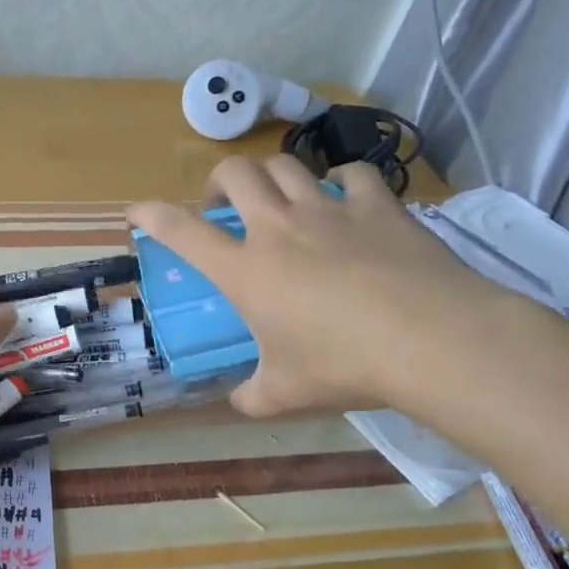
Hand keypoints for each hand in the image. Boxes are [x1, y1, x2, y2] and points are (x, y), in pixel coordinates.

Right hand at [127, 158, 509, 416]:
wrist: (433, 340)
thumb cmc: (344, 365)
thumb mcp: (286, 392)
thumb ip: (252, 396)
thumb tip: (239, 404)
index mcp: (245, 269)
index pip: (181, 230)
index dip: (151, 214)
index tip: (135, 211)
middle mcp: (279, 227)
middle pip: (234, 174)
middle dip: (217, 181)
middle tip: (221, 205)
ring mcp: (330, 210)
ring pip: (286, 165)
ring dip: (271, 176)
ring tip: (277, 198)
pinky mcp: (379, 207)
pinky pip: (353, 175)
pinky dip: (340, 181)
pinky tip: (344, 199)